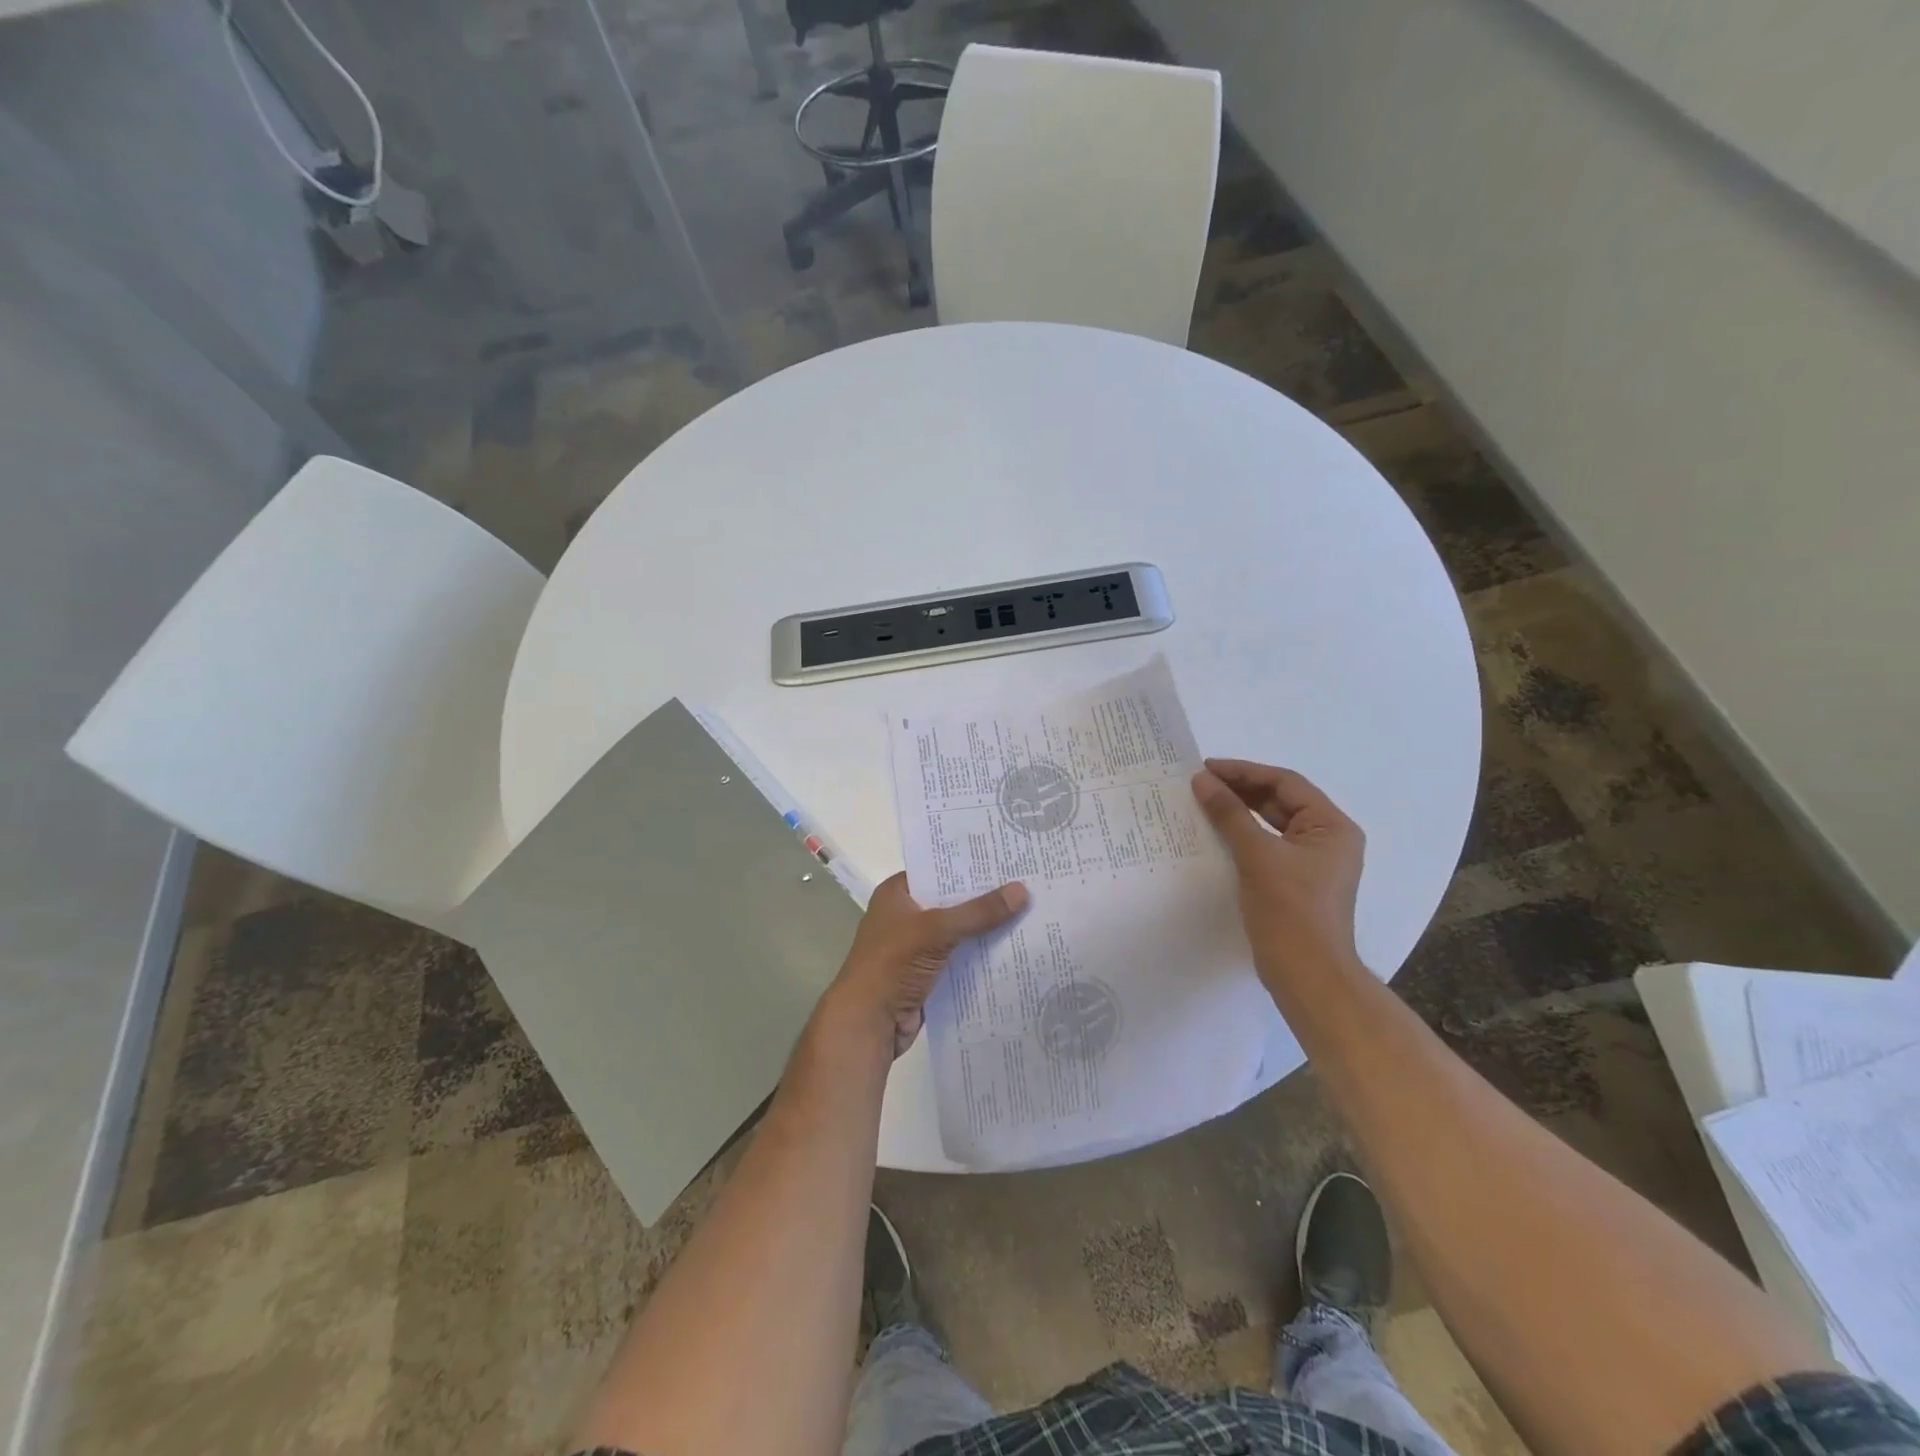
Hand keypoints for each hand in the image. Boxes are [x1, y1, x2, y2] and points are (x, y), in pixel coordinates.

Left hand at [826, 873, 1028, 1056]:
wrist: (868, 1023)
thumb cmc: (893, 964)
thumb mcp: (937, 930)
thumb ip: (978, 912)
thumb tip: (1022, 890)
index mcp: (897, 894)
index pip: (937, 869)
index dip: (969, 865)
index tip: (1005, 859)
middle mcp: (906, 915)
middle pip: (951, 901)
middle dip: (984, 898)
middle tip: (1027, 884)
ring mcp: (916, 947)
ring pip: (958, 932)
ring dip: (986, 929)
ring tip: (1029, 914)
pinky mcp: (927, 974)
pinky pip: (960, 959)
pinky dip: (980, 957)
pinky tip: (1013, 951)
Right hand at [1191, 759, 1364, 988]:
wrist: (1307, 975)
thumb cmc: (1290, 910)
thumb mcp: (1258, 855)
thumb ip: (1230, 814)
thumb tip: (1202, 780)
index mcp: (1332, 826)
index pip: (1286, 783)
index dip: (1245, 771)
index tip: (1207, 768)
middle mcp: (1327, 839)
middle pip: (1280, 801)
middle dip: (1240, 790)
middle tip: (1200, 783)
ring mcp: (1311, 862)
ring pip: (1272, 824)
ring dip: (1239, 812)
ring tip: (1203, 802)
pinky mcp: (1294, 882)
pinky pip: (1266, 846)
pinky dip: (1242, 835)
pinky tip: (1215, 833)